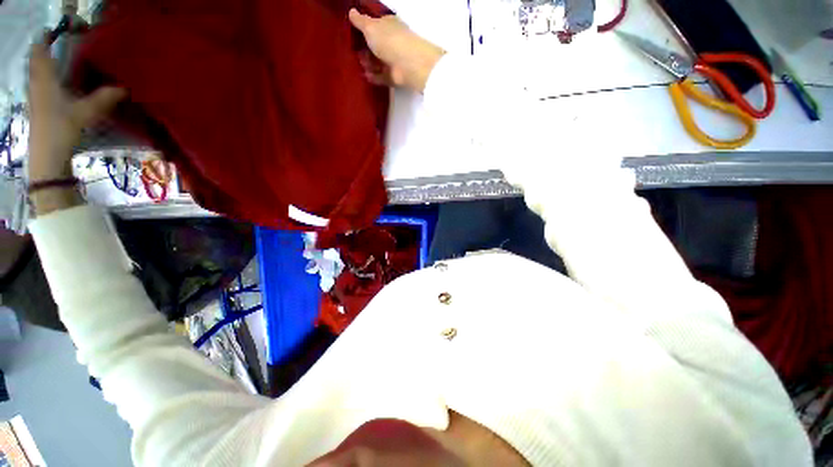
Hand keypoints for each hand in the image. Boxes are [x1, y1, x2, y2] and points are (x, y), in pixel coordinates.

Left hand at [27, 34, 125, 181]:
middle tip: (66, 45)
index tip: (59, 30)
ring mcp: (36, 96)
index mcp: (44, 78)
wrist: (47, 156)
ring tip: (66, 63)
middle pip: (38, 60)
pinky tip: (62, 84)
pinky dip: (50, 80)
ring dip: (49, 66)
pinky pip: (42, 85)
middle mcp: (37, 82)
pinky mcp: (39, 108)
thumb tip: (125, 87)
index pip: (40, 49)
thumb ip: (105, 98)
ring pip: (39, 73)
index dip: (47, 37)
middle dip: (49, 50)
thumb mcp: (85, 112)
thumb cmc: (61, 128)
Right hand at [348, 8, 444, 92]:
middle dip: (365, 49)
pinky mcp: (395, 77)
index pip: (376, 24)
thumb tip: (352, 12)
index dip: (365, 28)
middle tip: (354, 51)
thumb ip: (360, 21)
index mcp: (389, 25)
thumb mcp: (370, 26)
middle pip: (377, 45)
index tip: (354, 33)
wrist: (408, 65)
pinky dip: (374, 77)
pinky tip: (365, 76)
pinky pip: (382, 77)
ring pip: (378, 62)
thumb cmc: (389, 40)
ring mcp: (395, 60)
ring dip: (369, 63)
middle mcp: (393, 42)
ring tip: (360, 64)